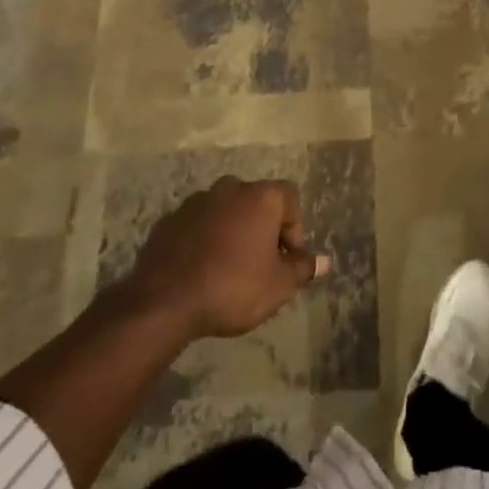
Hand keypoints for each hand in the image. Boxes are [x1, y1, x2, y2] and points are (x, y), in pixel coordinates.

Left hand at [124, 177, 329, 339]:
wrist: (164, 301)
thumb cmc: (233, 288)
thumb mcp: (278, 286)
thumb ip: (303, 269)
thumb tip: (324, 261)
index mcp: (260, 197)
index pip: (290, 198)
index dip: (294, 228)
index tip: (286, 260)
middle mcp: (230, 188)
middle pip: (256, 202)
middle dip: (262, 228)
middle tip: (260, 264)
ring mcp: (196, 201)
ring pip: (225, 211)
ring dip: (232, 232)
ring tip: (228, 268)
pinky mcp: (169, 220)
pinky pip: (198, 225)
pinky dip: (204, 240)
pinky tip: (201, 270)